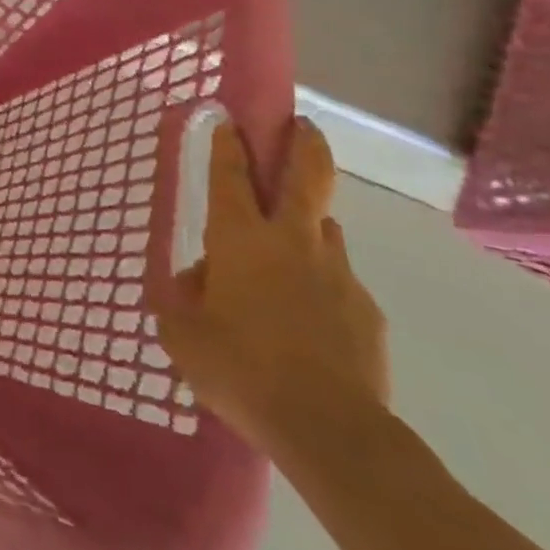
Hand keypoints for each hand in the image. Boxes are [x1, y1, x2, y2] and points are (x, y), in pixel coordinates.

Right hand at [151, 117, 388, 459]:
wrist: (331, 431)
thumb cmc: (240, 368)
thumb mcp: (183, 334)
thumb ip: (184, 297)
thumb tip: (202, 280)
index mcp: (240, 239)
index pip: (230, 175)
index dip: (227, 144)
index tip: (227, 118)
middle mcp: (292, 242)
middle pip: (306, 176)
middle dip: (302, 143)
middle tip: (300, 124)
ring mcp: (337, 273)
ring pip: (326, 229)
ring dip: (310, 225)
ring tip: (291, 251)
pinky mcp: (366, 312)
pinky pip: (339, 283)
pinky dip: (322, 286)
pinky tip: (309, 321)